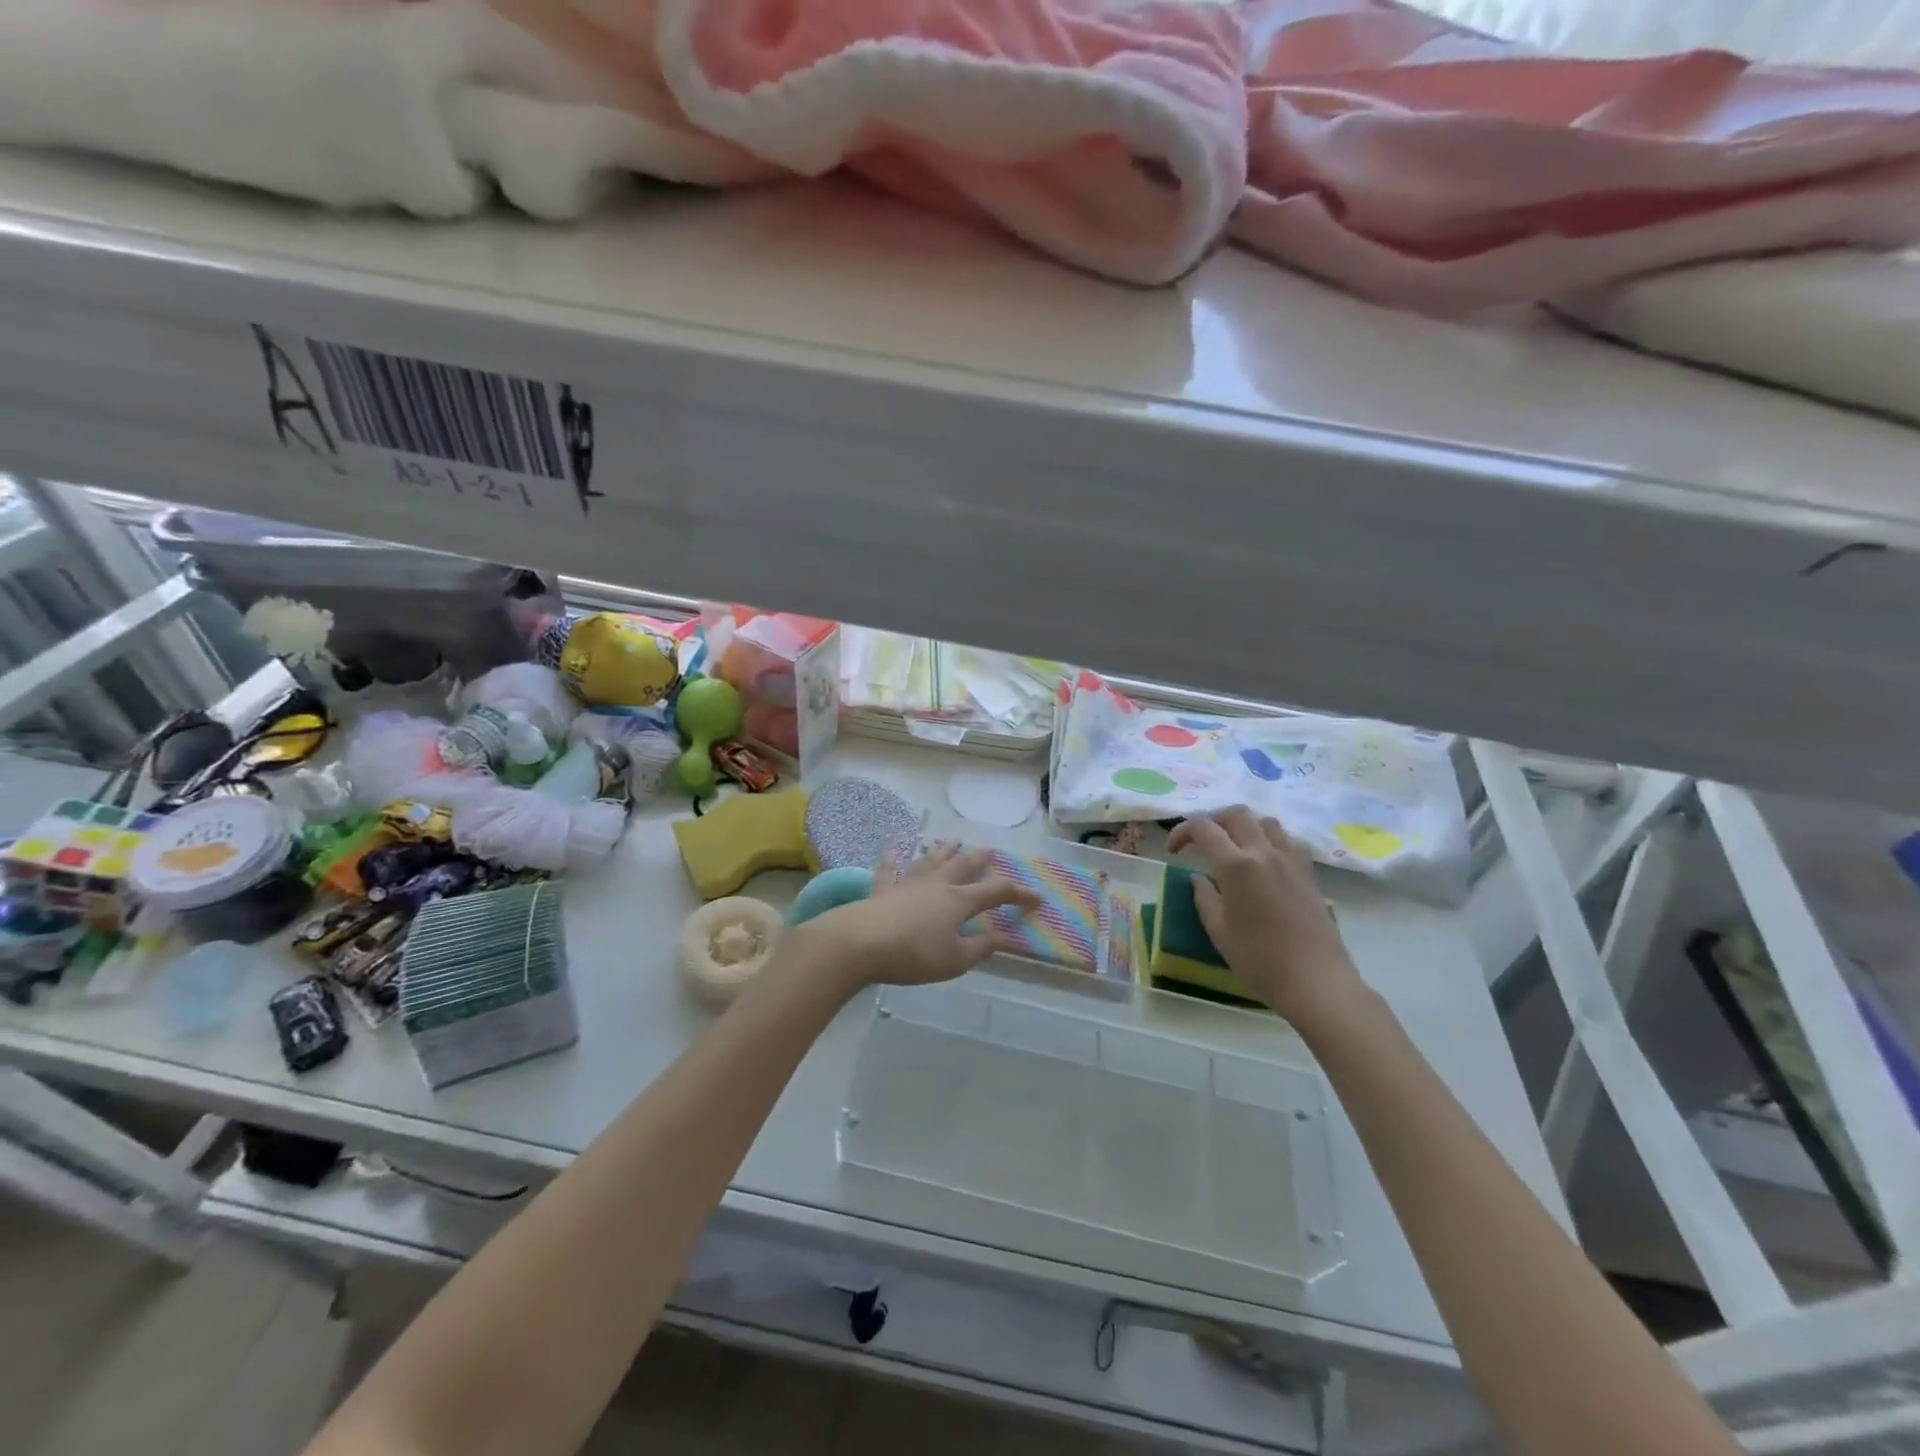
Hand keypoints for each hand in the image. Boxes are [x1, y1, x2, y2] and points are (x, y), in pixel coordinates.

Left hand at [800, 842, 1040, 989]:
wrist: (860, 942)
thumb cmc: (913, 954)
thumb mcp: (954, 959)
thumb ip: (980, 947)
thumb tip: (1004, 937)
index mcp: (958, 901)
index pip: (995, 892)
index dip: (1018, 894)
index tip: (1037, 897)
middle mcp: (936, 884)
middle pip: (963, 865)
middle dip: (980, 859)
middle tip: (992, 850)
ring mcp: (907, 883)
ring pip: (930, 860)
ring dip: (943, 849)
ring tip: (953, 839)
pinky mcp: (882, 889)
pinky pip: (888, 868)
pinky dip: (891, 857)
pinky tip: (891, 846)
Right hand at [1166, 808, 1364, 1026]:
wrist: (1315, 980)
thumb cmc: (1259, 958)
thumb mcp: (1218, 930)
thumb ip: (1204, 897)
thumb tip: (1198, 877)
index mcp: (1236, 865)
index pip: (1203, 828)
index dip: (1182, 832)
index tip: (1173, 850)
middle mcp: (1264, 852)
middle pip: (1235, 814)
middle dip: (1212, 821)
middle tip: (1200, 841)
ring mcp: (1291, 860)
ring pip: (1265, 822)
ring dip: (1244, 826)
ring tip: (1233, 846)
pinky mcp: (1309, 872)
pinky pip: (1288, 840)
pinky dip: (1270, 840)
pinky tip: (1265, 862)